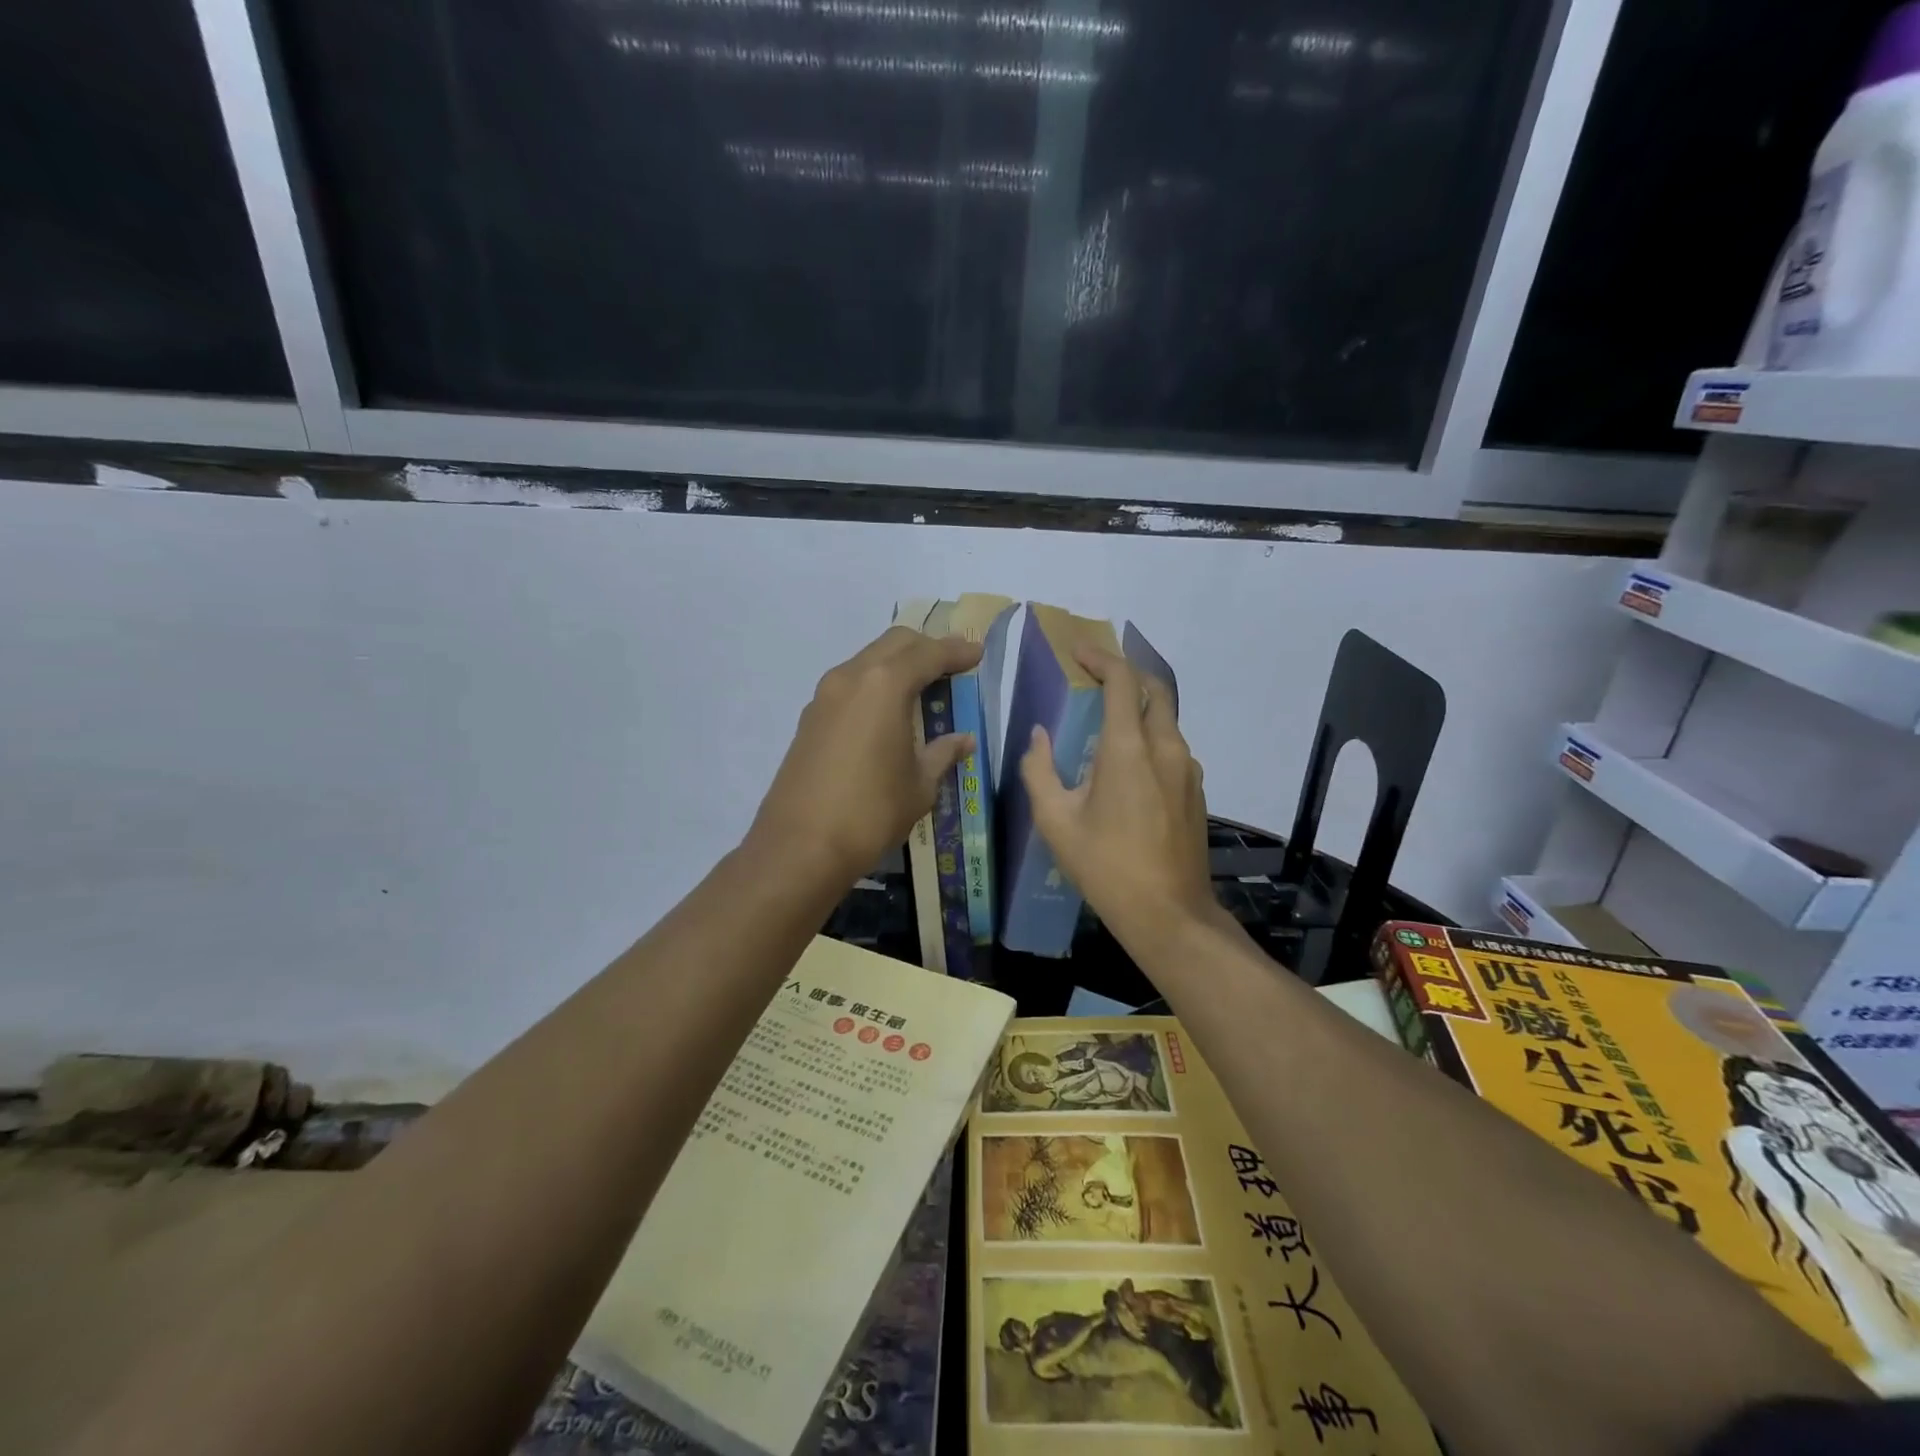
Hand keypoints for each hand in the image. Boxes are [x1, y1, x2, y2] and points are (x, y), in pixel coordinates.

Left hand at [749, 626, 982, 884]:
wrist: (800, 847)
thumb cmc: (871, 812)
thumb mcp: (919, 785)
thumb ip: (943, 753)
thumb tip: (963, 740)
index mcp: (884, 685)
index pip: (928, 654)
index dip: (956, 651)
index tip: (977, 654)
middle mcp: (851, 678)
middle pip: (894, 644)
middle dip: (926, 648)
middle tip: (951, 666)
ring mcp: (824, 696)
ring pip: (867, 660)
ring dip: (897, 664)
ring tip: (922, 688)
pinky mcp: (809, 719)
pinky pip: (849, 685)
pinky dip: (874, 686)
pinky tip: (887, 713)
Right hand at [1020, 647, 1219, 957]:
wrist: (1169, 914)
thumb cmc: (1105, 867)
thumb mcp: (1056, 821)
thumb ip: (1039, 771)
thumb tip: (1038, 736)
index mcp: (1129, 749)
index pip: (1122, 681)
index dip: (1100, 658)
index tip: (1078, 652)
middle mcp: (1166, 748)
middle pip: (1156, 690)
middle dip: (1127, 675)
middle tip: (1095, 679)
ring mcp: (1189, 770)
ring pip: (1168, 720)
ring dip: (1140, 709)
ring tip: (1106, 724)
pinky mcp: (1197, 792)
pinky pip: (1174, 748)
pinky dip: (1151, 738)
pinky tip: (1128, 767)